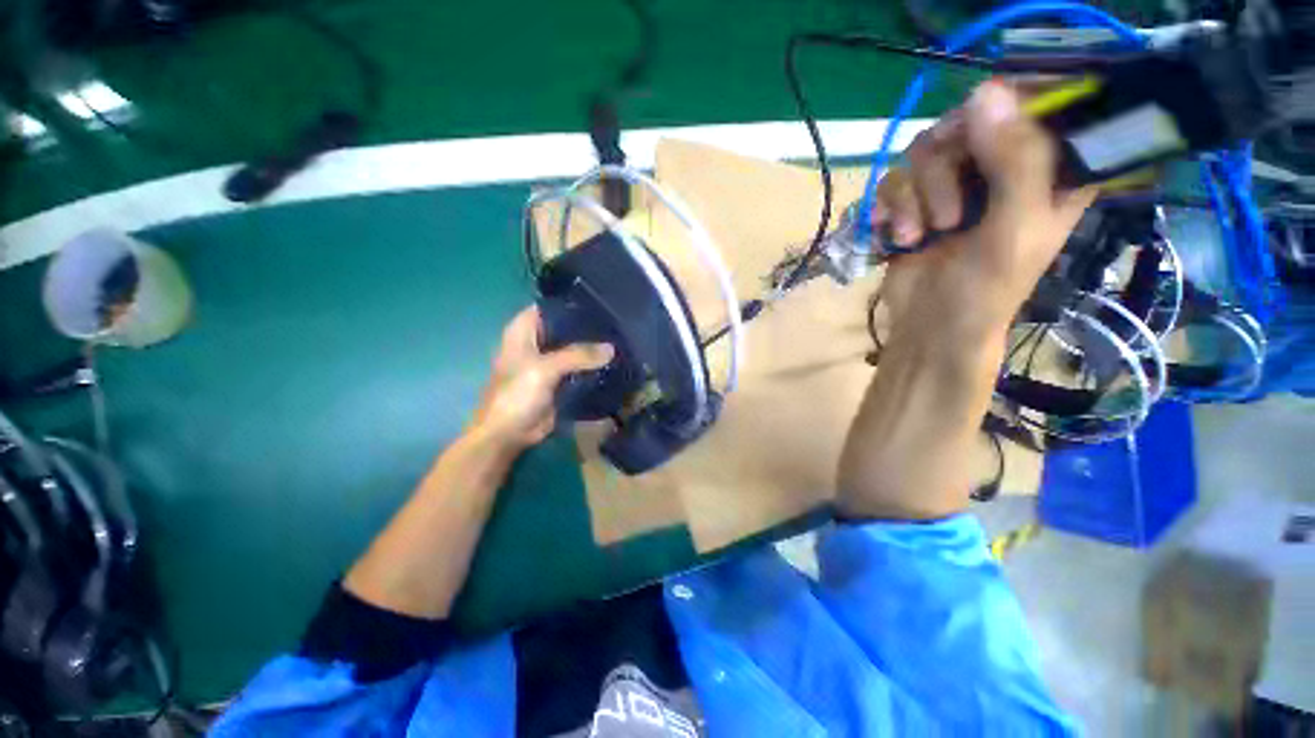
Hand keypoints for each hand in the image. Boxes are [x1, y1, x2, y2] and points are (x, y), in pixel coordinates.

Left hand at [469, 307, 613, 452]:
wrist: (508, 434)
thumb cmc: (516, 395)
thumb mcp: (545, 369)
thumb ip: (578, 355)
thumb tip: (612, 349)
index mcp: (523, 331)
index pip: (550, 306)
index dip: (572, 303)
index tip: (600, 302)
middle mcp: (536, 342)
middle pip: (565, 327)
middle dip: (588, 326)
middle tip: (617, 322)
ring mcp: (548, 362)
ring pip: (574, 348)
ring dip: (592, 347)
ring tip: (621, 339)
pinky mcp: (559, 380)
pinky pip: (579, 368)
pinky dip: (593, 365)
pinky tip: (613, 361)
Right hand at [875, 81, 1096, 343]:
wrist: (928, 327)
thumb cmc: (986, 289)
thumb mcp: (1016, 227)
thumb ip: (1015, 160)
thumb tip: (984, 90)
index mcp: (1048, 168)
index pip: (1037, 103)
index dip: (1007, 108)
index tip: (981, 138)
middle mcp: (1000, 165)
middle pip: (966, 122)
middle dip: (944, 172)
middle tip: (948, 218)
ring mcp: (952, 183)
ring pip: (922, 151)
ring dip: (913, 198)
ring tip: (920, 236)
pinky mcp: (913, 202)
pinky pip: (892, 180)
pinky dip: (889, 209)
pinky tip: (895, 236)